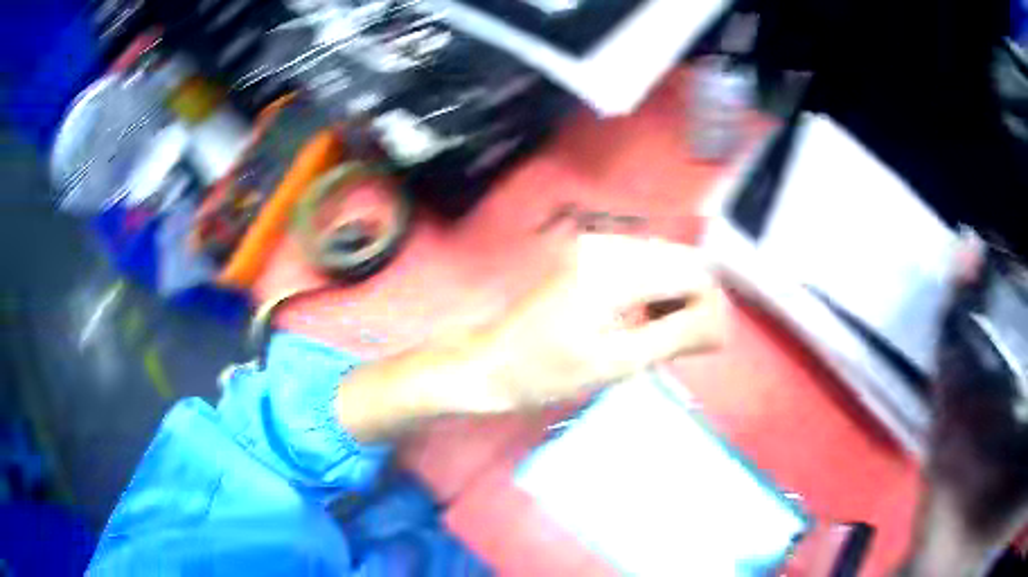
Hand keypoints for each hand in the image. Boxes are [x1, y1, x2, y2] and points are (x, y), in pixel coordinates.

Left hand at [457, 234, 726, 411]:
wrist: (491, 364)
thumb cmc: (548, 373)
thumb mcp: (618, 363)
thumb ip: (676, 336)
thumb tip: (725, 324)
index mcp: (616, 269)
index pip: (694, 273)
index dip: (709, 308)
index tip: (701, 344)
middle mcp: (609, 243)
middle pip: (681, 260)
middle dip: (691, 300)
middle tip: (676, 343)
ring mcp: (596, 245)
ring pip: (664, 260)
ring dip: (673, 294)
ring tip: (656, 335)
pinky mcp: (588, 254)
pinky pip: (641, 263)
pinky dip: (652, 288)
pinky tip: (639, 318)